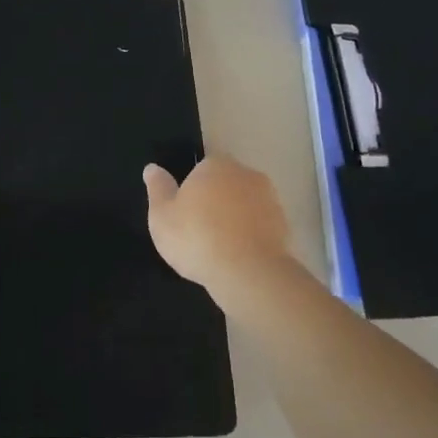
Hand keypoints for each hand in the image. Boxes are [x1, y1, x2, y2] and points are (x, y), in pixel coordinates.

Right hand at [144, 154, 294, 300]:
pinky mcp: (284, 225)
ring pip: (245, 205)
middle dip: (215, 202)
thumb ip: (157, 188)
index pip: (200, 169)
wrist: (248, 273)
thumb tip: (152, 168)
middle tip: (199, 232)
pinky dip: (250, 237)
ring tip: (219, 249)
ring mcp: (270, 199)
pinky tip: (238, 258)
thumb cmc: (196, 238)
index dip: (191, 191)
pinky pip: (260, 227)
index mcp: (215, 165)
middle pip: (225, 185)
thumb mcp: (161, 215)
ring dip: (235, 219)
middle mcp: (246, 174)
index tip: (184, 214)